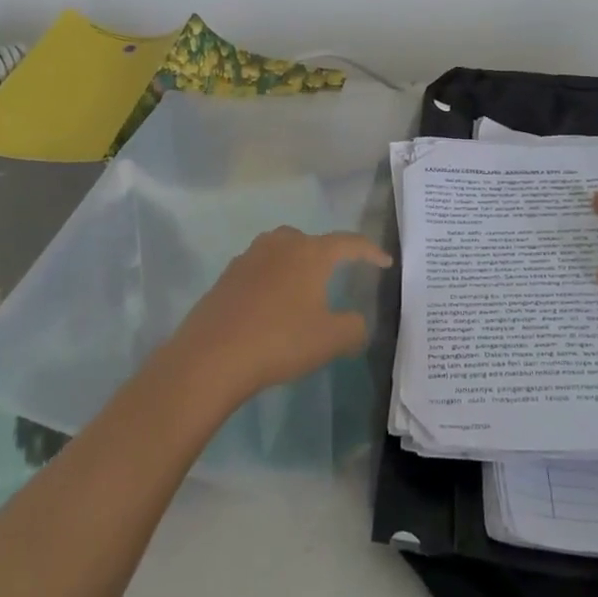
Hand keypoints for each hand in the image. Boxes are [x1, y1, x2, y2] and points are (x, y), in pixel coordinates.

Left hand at [158, 227, 392, 406]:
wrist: (212, 355)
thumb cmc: (280, 340)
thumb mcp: (332, 339)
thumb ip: (354, 327)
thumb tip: (355, 321)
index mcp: (310, 253)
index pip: (348, 243)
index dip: (370, 251)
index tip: (384, 262)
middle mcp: (278, 246)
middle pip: (309, 240)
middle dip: (325, 254)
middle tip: (335, 275)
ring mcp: (247, 259)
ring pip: (278, 251)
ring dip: (294, 265)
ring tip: (301, 290)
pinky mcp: (225, 278)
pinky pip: (257, 270)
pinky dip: (270, 281)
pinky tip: (269, 306)